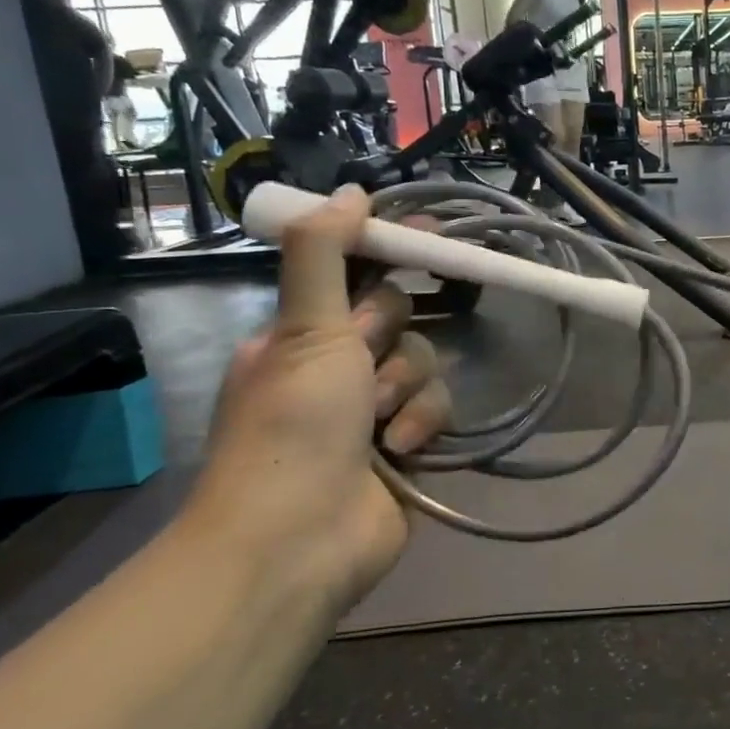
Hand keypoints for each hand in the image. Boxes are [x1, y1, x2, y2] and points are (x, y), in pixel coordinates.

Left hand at [189, 186, 452, 607]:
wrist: (297, 538)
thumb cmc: (292, 423)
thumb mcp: (303, 328)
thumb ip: (325, 254)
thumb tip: (352, 190)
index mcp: (301, 334)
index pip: (354, 271)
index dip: (390, 248)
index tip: (430, 231)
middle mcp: (337, 365)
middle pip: (398, 315)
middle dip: (389, 334)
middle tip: (365, 356)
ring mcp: (374, 409)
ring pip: (423, 362)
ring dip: (406, 386)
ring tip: (380, 421)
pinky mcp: (409, 445)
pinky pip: (437, 408)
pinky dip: (422, 424)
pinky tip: (402, 449)